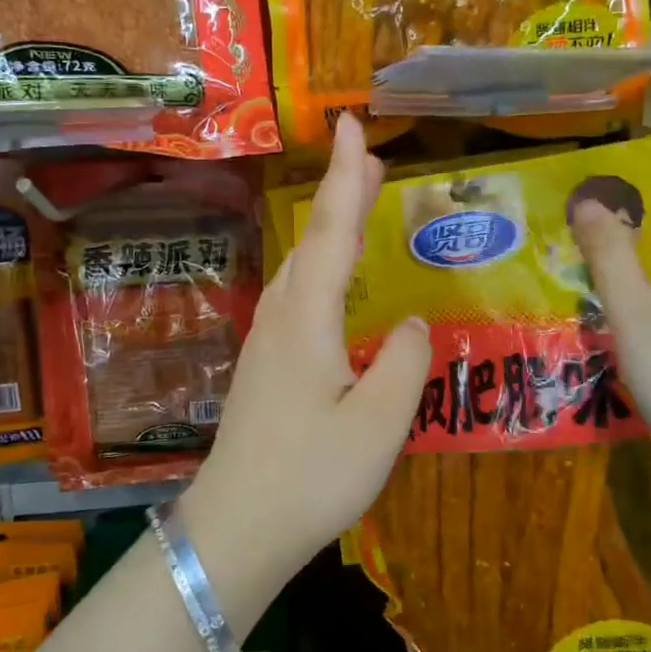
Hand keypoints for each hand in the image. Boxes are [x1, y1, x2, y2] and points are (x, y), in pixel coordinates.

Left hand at [181, 113, 430, 568]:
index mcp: (307, 319)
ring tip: (357, 207)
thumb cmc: (311, 476)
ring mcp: (266, 343)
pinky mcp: (264, 368)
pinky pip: (297, 298)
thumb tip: (412, 322)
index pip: (332, 230)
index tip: (351, 123)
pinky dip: (321, 271)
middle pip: (313, 242)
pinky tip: (334, 288)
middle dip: (340, 195)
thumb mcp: (379, 423)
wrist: (238, 528)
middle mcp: (280, 318)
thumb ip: (404, 363)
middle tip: (369, 158)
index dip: (346, 175)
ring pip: (301, 269)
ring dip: (330, 232)